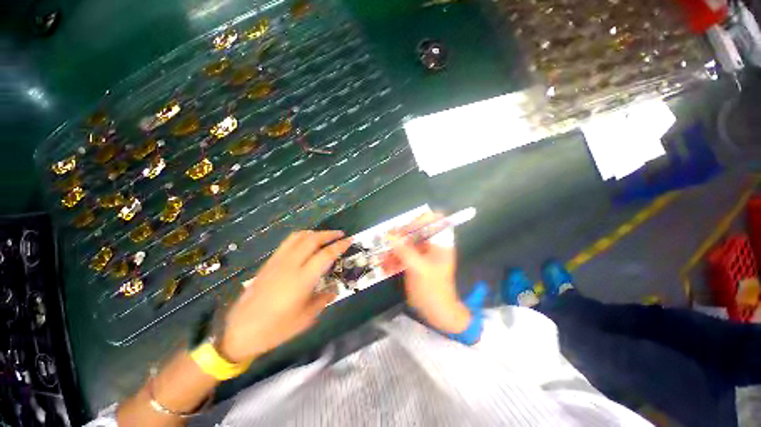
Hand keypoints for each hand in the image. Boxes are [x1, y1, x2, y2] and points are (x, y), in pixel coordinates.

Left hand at [219, 230, 350, 362]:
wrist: (239, 331)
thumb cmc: (275, 328)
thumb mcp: (305, 319)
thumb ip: (322, 300)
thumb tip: (333, 290)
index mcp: (302, 279)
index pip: (326, 255)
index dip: (340, 245)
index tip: (350, 240)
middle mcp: (291, 265)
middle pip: (313, 239)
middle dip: (329, 234)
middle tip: (340, 234)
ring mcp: (278, 261)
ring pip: (299, 237)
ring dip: (315, 233)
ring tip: (325, 236)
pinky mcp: (269, 262)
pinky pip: (288, 242)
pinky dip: (301, 237)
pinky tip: (306, 243)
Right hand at [382, 213, 470, 333]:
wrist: (436, 312)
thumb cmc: (433, 290)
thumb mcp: (419, 269)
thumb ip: (404, 250)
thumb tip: (388, 235)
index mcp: (440, 243)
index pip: (432, 220)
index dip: (418, 221)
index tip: (404, 230)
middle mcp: (431, 244)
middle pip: (414, 231)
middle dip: (399, 238)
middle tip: (387, 245)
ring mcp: (421, 253)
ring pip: (404, 243)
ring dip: (393, 251)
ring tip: (385, 262)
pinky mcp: (413, 261)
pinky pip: (401, 254)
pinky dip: (393, 259)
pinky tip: (388, 269)